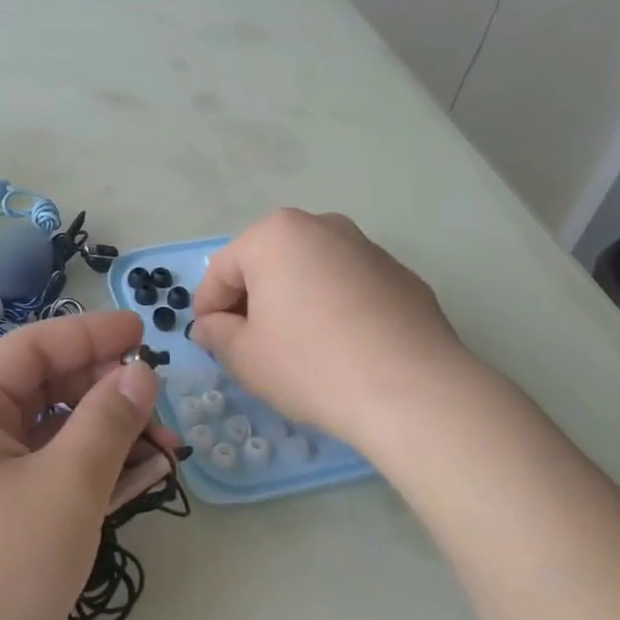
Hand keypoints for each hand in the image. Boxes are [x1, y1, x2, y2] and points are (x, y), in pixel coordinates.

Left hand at [0, 311, 164, 619]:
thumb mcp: (64, 486)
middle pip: (46, 391)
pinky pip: (52, 479)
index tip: (146, 333)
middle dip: (107, 393)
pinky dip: (93, 475)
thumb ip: (107, 421)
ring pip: (54, 438)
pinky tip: (140, 479)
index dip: (92, 335)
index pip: (33, 348)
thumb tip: (139, 373)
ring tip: (166, 450)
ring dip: (108, 437)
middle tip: (164, 410)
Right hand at [191, 209, 477, 436]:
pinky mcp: (402, 277)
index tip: (206, 339)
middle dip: (252, 300)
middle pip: (269, 264)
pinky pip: (349, 288)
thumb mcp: (245, 357)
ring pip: (311, 273)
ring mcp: (368, 249)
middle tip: (246, 343)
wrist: (412, 391)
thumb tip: (210, 327)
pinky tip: (339, 349)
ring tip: (295, 348)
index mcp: (276, 236)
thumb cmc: (311, 365)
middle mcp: (323, 227)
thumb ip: (218, 334)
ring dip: (293, 302)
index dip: (207, 307)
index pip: (223, 270)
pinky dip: (333, 309)